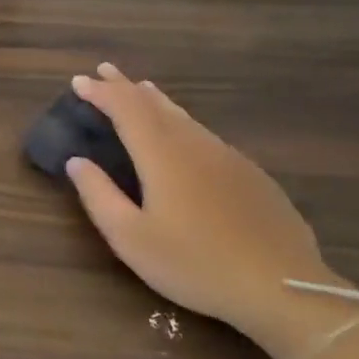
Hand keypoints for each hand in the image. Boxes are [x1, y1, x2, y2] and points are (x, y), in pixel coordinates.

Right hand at [66, 64, 355, 358]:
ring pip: (184, 116)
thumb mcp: (131, 238)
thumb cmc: (195, 264)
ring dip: (155, 100)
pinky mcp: (250, 174)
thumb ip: (99, 195)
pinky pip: (205, 133)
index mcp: (162, 155)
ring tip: (140, 89)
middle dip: (125, 86)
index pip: (125, 109)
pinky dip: (182, 120)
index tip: (78, 81)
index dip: (100, 93)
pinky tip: (184, 132)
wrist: (282, 287)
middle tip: (104, 70)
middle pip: (155, 104)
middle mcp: (194, 145)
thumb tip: (77, 161)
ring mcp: (227, 157)